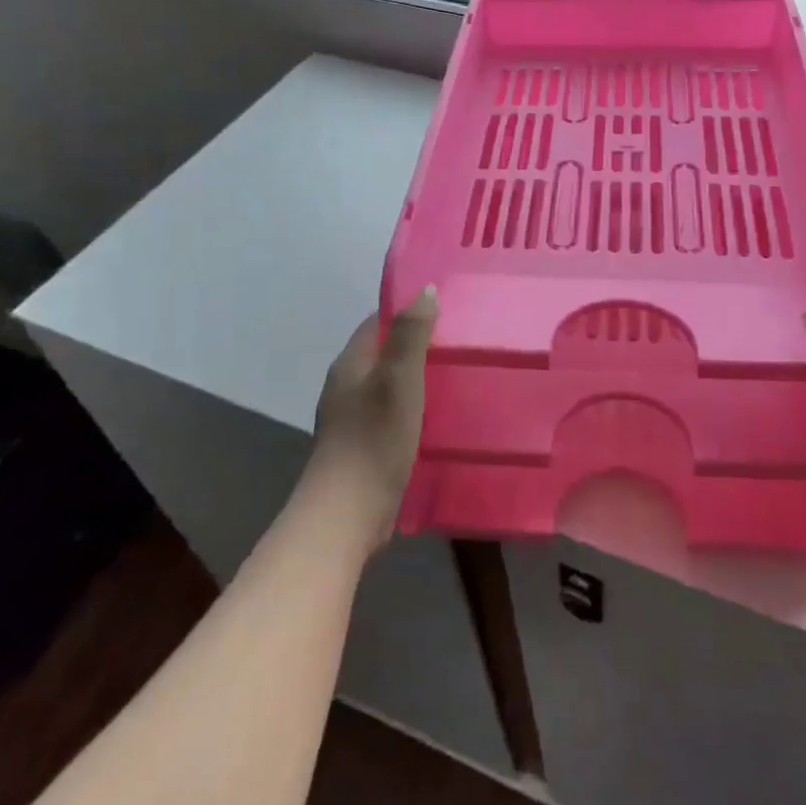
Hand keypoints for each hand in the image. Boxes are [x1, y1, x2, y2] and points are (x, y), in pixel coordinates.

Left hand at [310, 288, 438, 551]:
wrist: (346, 515)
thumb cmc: (374, 439)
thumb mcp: (399, 379)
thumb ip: (411, 333)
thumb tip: (426, 290)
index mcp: (350, 364)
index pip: (377, 322)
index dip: (408, 311)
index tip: (446, 308)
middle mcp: (346, 386)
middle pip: (383, 353)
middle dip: (416, 344)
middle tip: (460, 342)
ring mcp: (351, 419)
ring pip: (388, 384)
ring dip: (416, 377)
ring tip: (456, 376)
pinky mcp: (362, 448)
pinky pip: (390, 413)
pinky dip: (413, 407)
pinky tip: (438, 417)